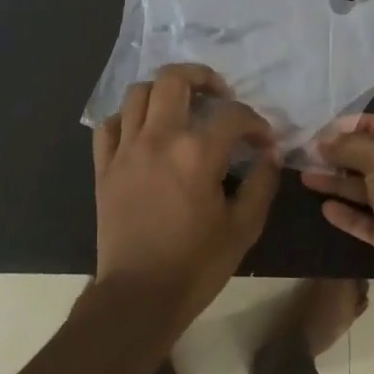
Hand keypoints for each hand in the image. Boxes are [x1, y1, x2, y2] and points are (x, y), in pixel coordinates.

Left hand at [92, 63, 280, 333]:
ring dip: (163, 92)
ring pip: (137, 93)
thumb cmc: (196, 265)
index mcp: (197, 153)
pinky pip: (109, 124)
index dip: (255, 121)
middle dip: (202, 77)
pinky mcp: (104, 166)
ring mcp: (125, 149)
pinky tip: (143, 131)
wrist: (139, 296)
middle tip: (218, 94)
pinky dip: (127, 118)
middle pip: (174, 79)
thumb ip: (262, 184)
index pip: (232, 115)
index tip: (263, 139)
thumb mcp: (243, 228)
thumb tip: (270, 154)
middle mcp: (158, 139)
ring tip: (181, 107)